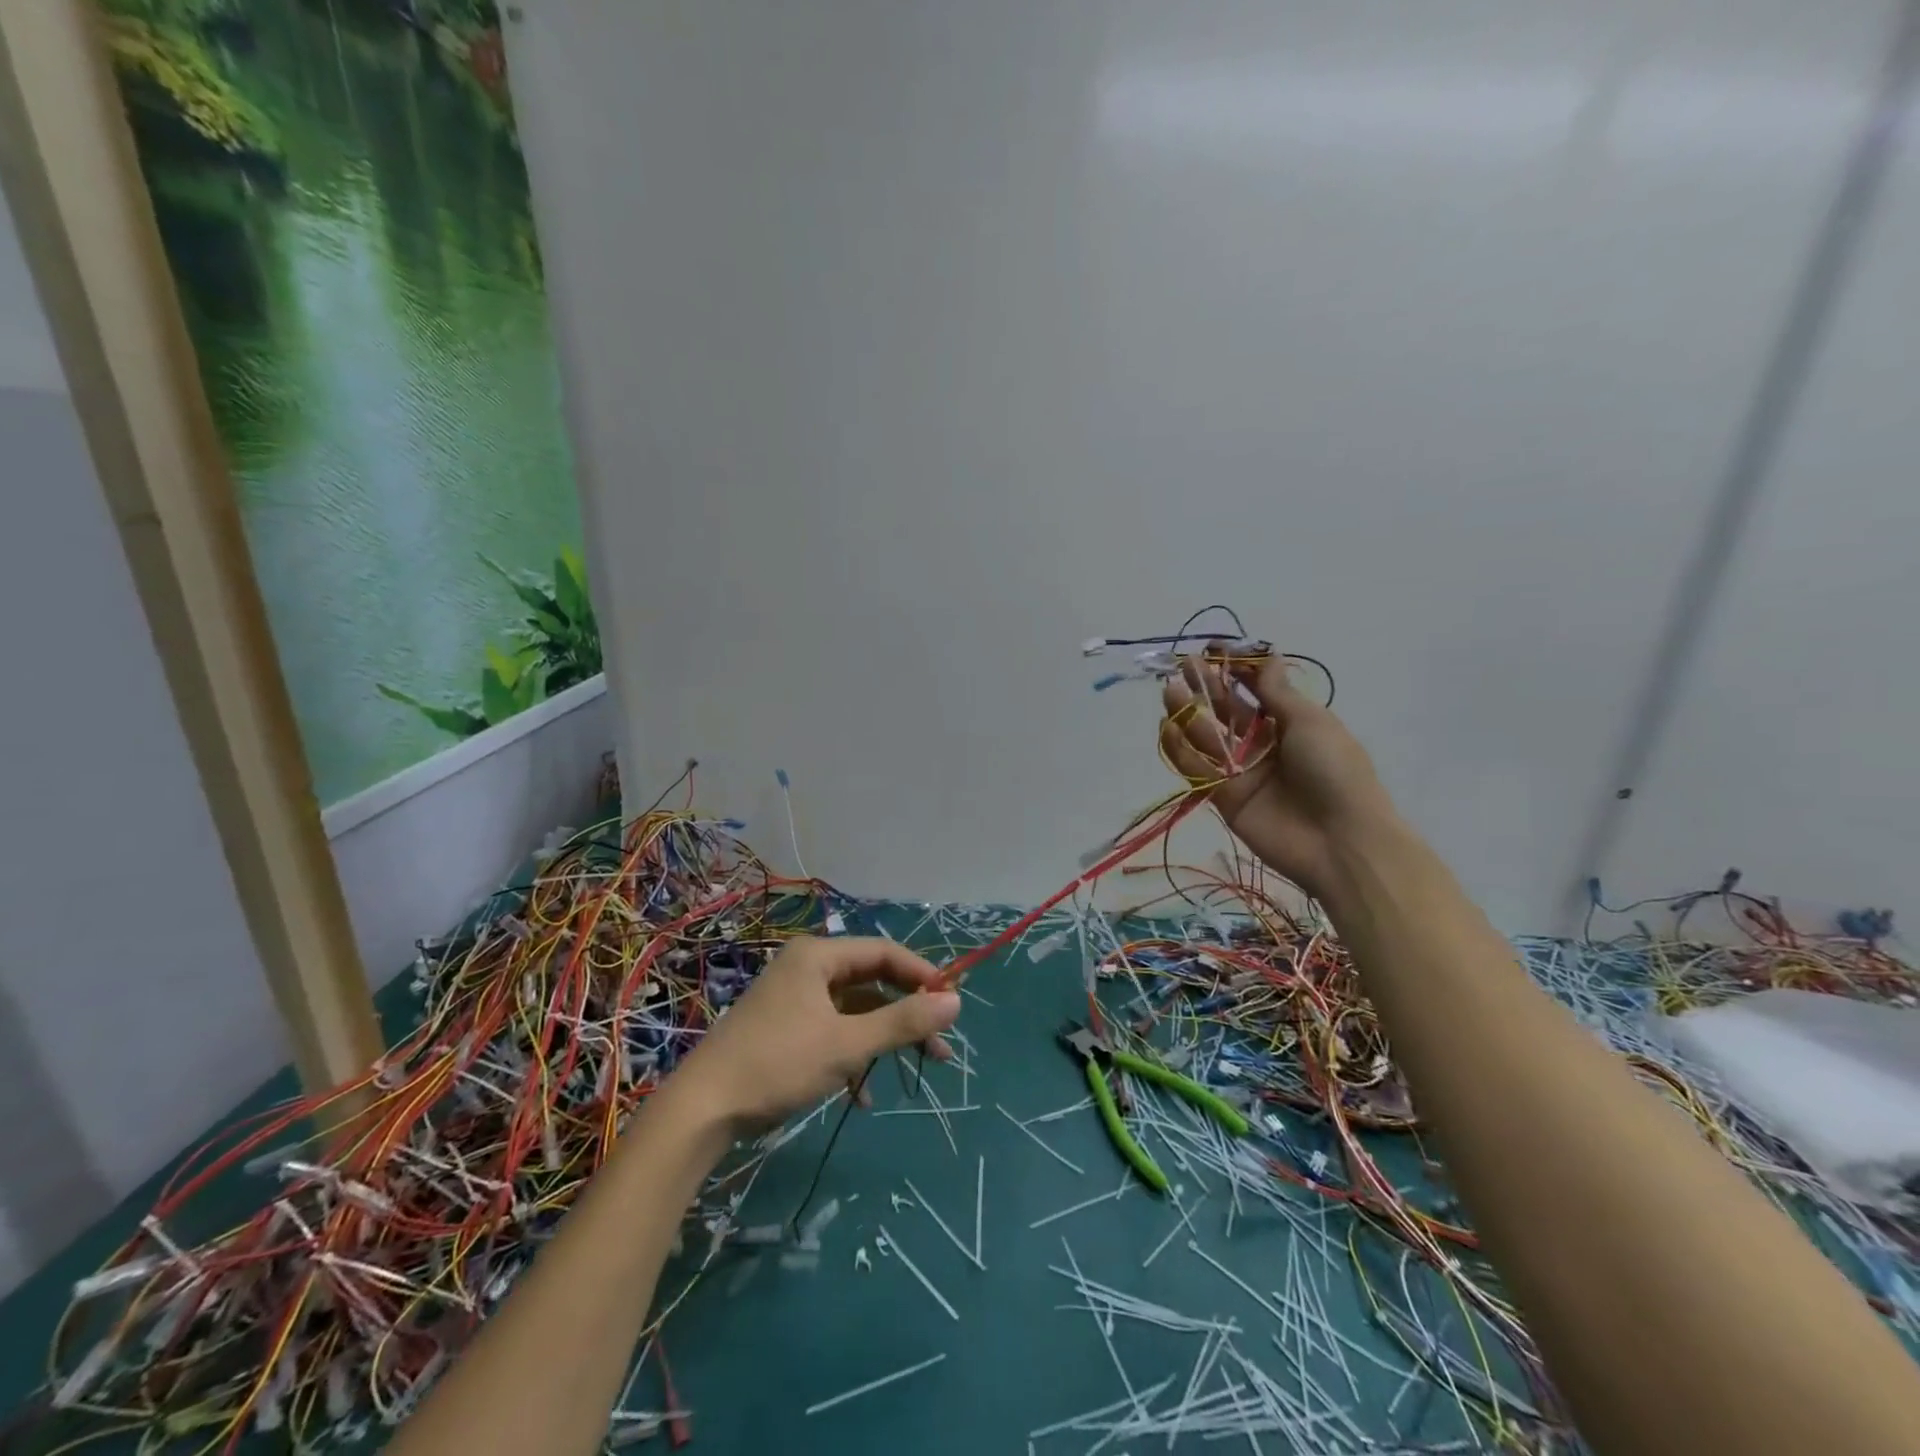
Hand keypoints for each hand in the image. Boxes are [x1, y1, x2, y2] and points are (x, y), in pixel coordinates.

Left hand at [674, 937, 960, 1129]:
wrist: (701, 1110)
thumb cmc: (778, 1064)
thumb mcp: (847, 1044)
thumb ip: (903, 1021)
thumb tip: (956, 1002)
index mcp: (818, 956)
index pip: (885, 953)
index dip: (922, 976)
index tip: (951, 1005)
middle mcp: (807, 968)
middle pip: (872, 982)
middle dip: (907, 1013)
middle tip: (941, 1046)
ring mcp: (795, 999)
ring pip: (855, 1010)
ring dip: (883, 1039)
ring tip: (915, 1069)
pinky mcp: (786, 1029)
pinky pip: (833, 1031)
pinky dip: (853, 1055)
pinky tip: (862, 1095)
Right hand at [1159, 650, 1393, 900]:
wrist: (1340, 840)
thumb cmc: (1333, 770)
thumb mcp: (1310, 721)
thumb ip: (1276, 692)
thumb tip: (1269, 656)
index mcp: (1291, 723)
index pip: (1257, 690)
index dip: (1235, 670)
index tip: (1212, 650)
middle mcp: (1264, 744)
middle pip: (1227, 712)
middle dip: (1206, 688)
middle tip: (1182, 666)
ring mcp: (1242, 772)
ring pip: (1207, 738)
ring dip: (1188, 714)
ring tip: (1169, 692)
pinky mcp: (1224, 798)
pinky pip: (1198, 769)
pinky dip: (1180, 750)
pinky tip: (1167, 728)